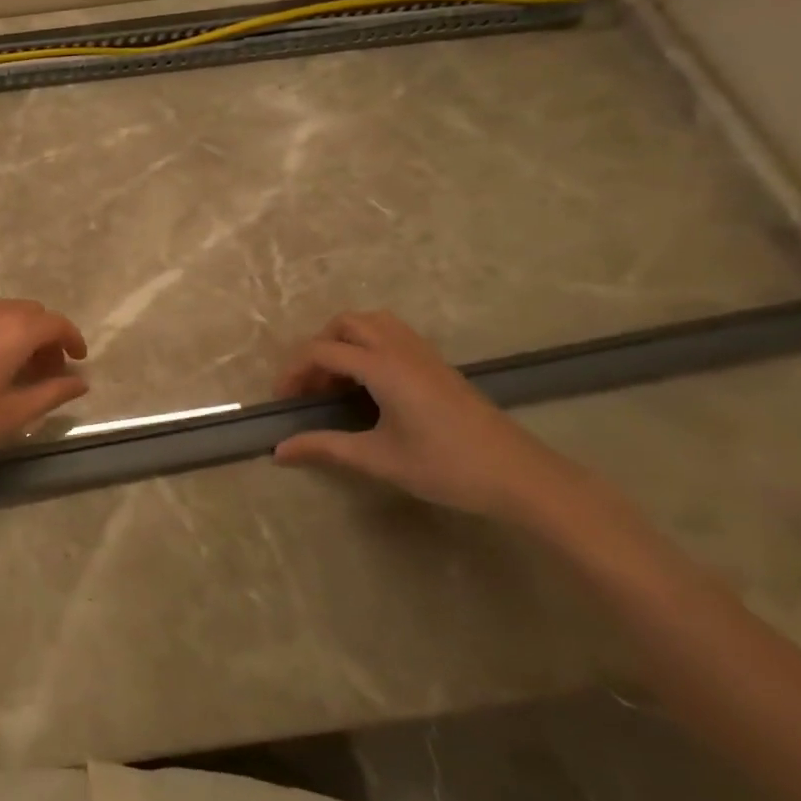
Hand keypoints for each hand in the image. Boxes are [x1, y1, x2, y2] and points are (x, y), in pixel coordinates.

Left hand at [0, 299, 88, 464]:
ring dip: (21, 333)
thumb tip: (80, 382)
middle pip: (32, 313)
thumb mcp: (8, 414)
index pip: (56, 323)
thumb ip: (50, 394)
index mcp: (13, 330)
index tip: (77, 361)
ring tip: (18, 370)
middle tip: (48, 372)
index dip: (72, 339)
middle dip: (47, 338)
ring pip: (6, 312)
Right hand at [272, 310, 585, 522]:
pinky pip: (393, 335)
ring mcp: (424, 354)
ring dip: (344, 341)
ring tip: (336, 380)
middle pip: (346, 324)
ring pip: (372, 323)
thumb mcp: (380, 460)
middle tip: (311, 386)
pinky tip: (369, 384)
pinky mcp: (438, 365)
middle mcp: (401, 350)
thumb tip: (278, 452)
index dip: (293, 372)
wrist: (522, 477)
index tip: (282, 401)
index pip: (322, 351)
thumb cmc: (447, 468)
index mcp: (383, 368)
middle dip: (318, 348)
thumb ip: (325, 448)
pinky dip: (368, 346)